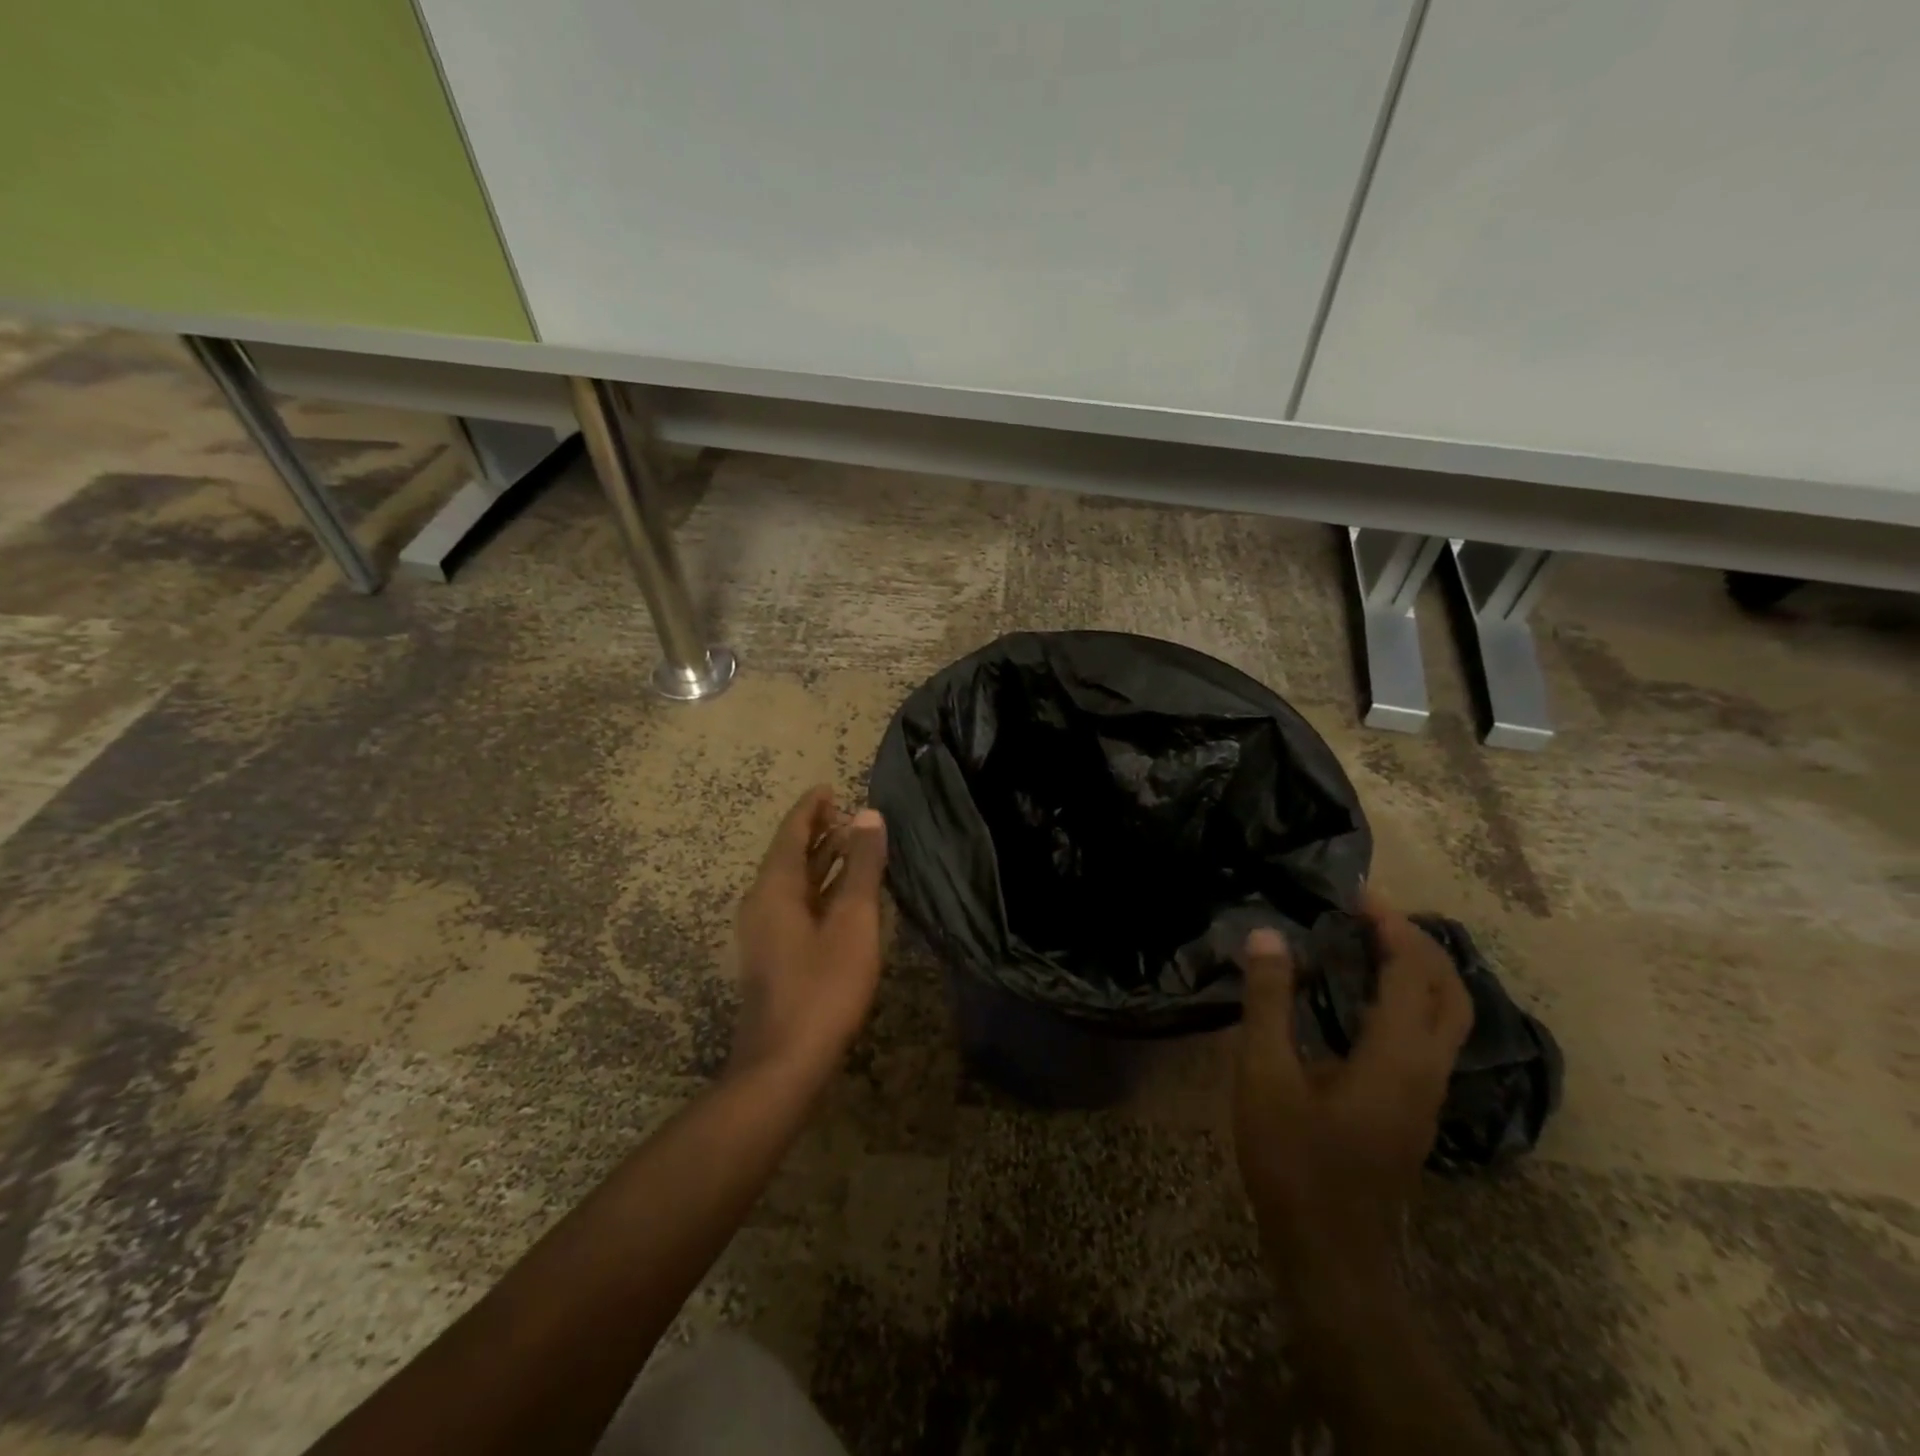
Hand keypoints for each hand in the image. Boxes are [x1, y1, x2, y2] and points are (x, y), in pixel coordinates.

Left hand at [729, 786, 888, 1086]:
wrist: (783, 1064)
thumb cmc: (822, 987)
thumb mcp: (852, 922)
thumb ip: (861, 867)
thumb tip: (869, 815)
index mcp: (774, 888)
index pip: (791, 832)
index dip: (811, 808)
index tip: (830, 787)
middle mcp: (762, 903)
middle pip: (789, 854)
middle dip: (817, 831)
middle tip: (848, 812)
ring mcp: (765, 932)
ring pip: (794, 882)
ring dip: (820, 860)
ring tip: (852, 843)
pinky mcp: (774, 956)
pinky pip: (797, 905)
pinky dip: (820, 889)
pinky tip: (845, 895)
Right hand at [1233, 889, 1472, 1287]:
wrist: (1333, 1254)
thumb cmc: (1294, 1161)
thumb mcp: (1265, 1075)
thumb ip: (1267, 1002)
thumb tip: (1267, 934)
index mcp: (1397, 1055)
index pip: (1414, 972)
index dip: (1392, 926)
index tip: (1357, 893)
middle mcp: (1427, 1069)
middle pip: (1450, 991)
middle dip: (1418, 942)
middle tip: (1369, 913)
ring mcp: (1427, 1094)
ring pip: (1448, 1017)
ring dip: (1420, 971)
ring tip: (1370, 943)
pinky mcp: (1414, 1110)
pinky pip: (1430, 1036)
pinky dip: (1410, 999)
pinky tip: (1364, 999)